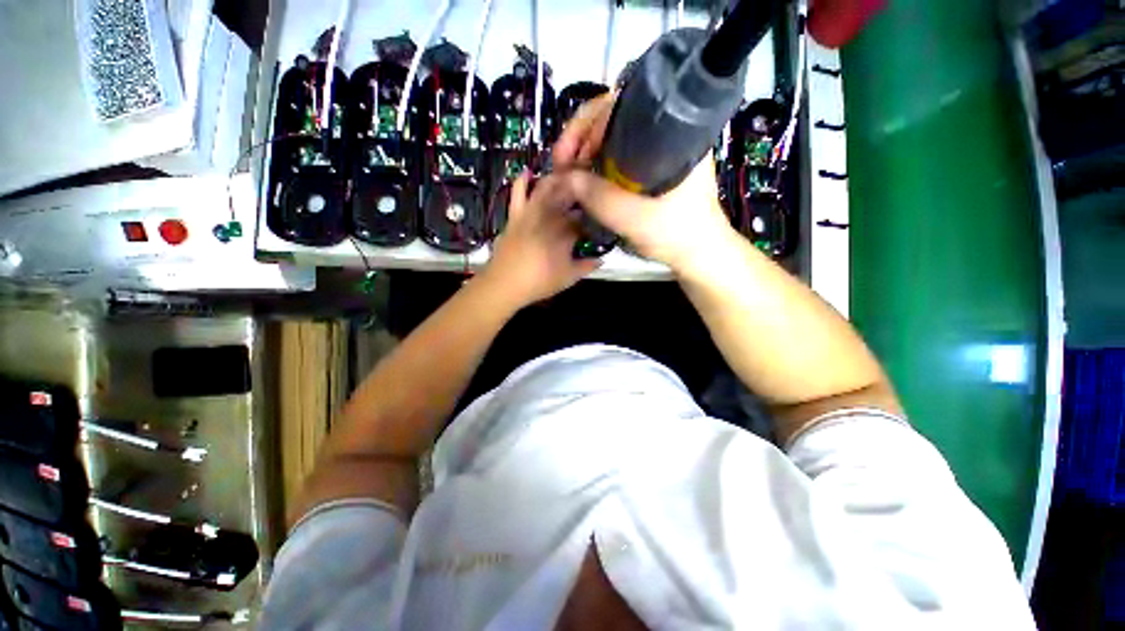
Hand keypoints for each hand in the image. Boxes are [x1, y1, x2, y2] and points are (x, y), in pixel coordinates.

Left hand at [479, 171, 600, 308]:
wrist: (505, 283)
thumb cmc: (539, 282)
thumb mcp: (568, 278)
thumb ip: (586, 267)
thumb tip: (602, 260)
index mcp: (566, 233)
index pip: (583, 218)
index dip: (590, 217)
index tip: (595, 219)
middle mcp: (550, 217)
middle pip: (568, 195)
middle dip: (578, 191)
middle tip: (586, 191)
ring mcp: (531, 213)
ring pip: (546, 188)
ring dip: (557, 180)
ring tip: (566, 177)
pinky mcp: (516, 215)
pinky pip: (518, 193)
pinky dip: (523, 180)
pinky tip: (528, 172)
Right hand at [553, 94, 736, 271]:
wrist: (698, 254)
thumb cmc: (677, 234)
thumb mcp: (636, 219)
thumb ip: (600, 199)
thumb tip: (565, 177)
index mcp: (671, 133)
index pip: (621, 106)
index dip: (587, 124)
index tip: (568, 155)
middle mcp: (663, 133)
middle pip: (613, 118)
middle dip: (581, 137)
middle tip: (561, 165)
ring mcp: (656, 151)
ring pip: (612, 138)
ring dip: (585, 152)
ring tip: (568, 174)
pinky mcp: (649, 169)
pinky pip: (616, 157)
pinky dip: (596, 165)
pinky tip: (584, 179)